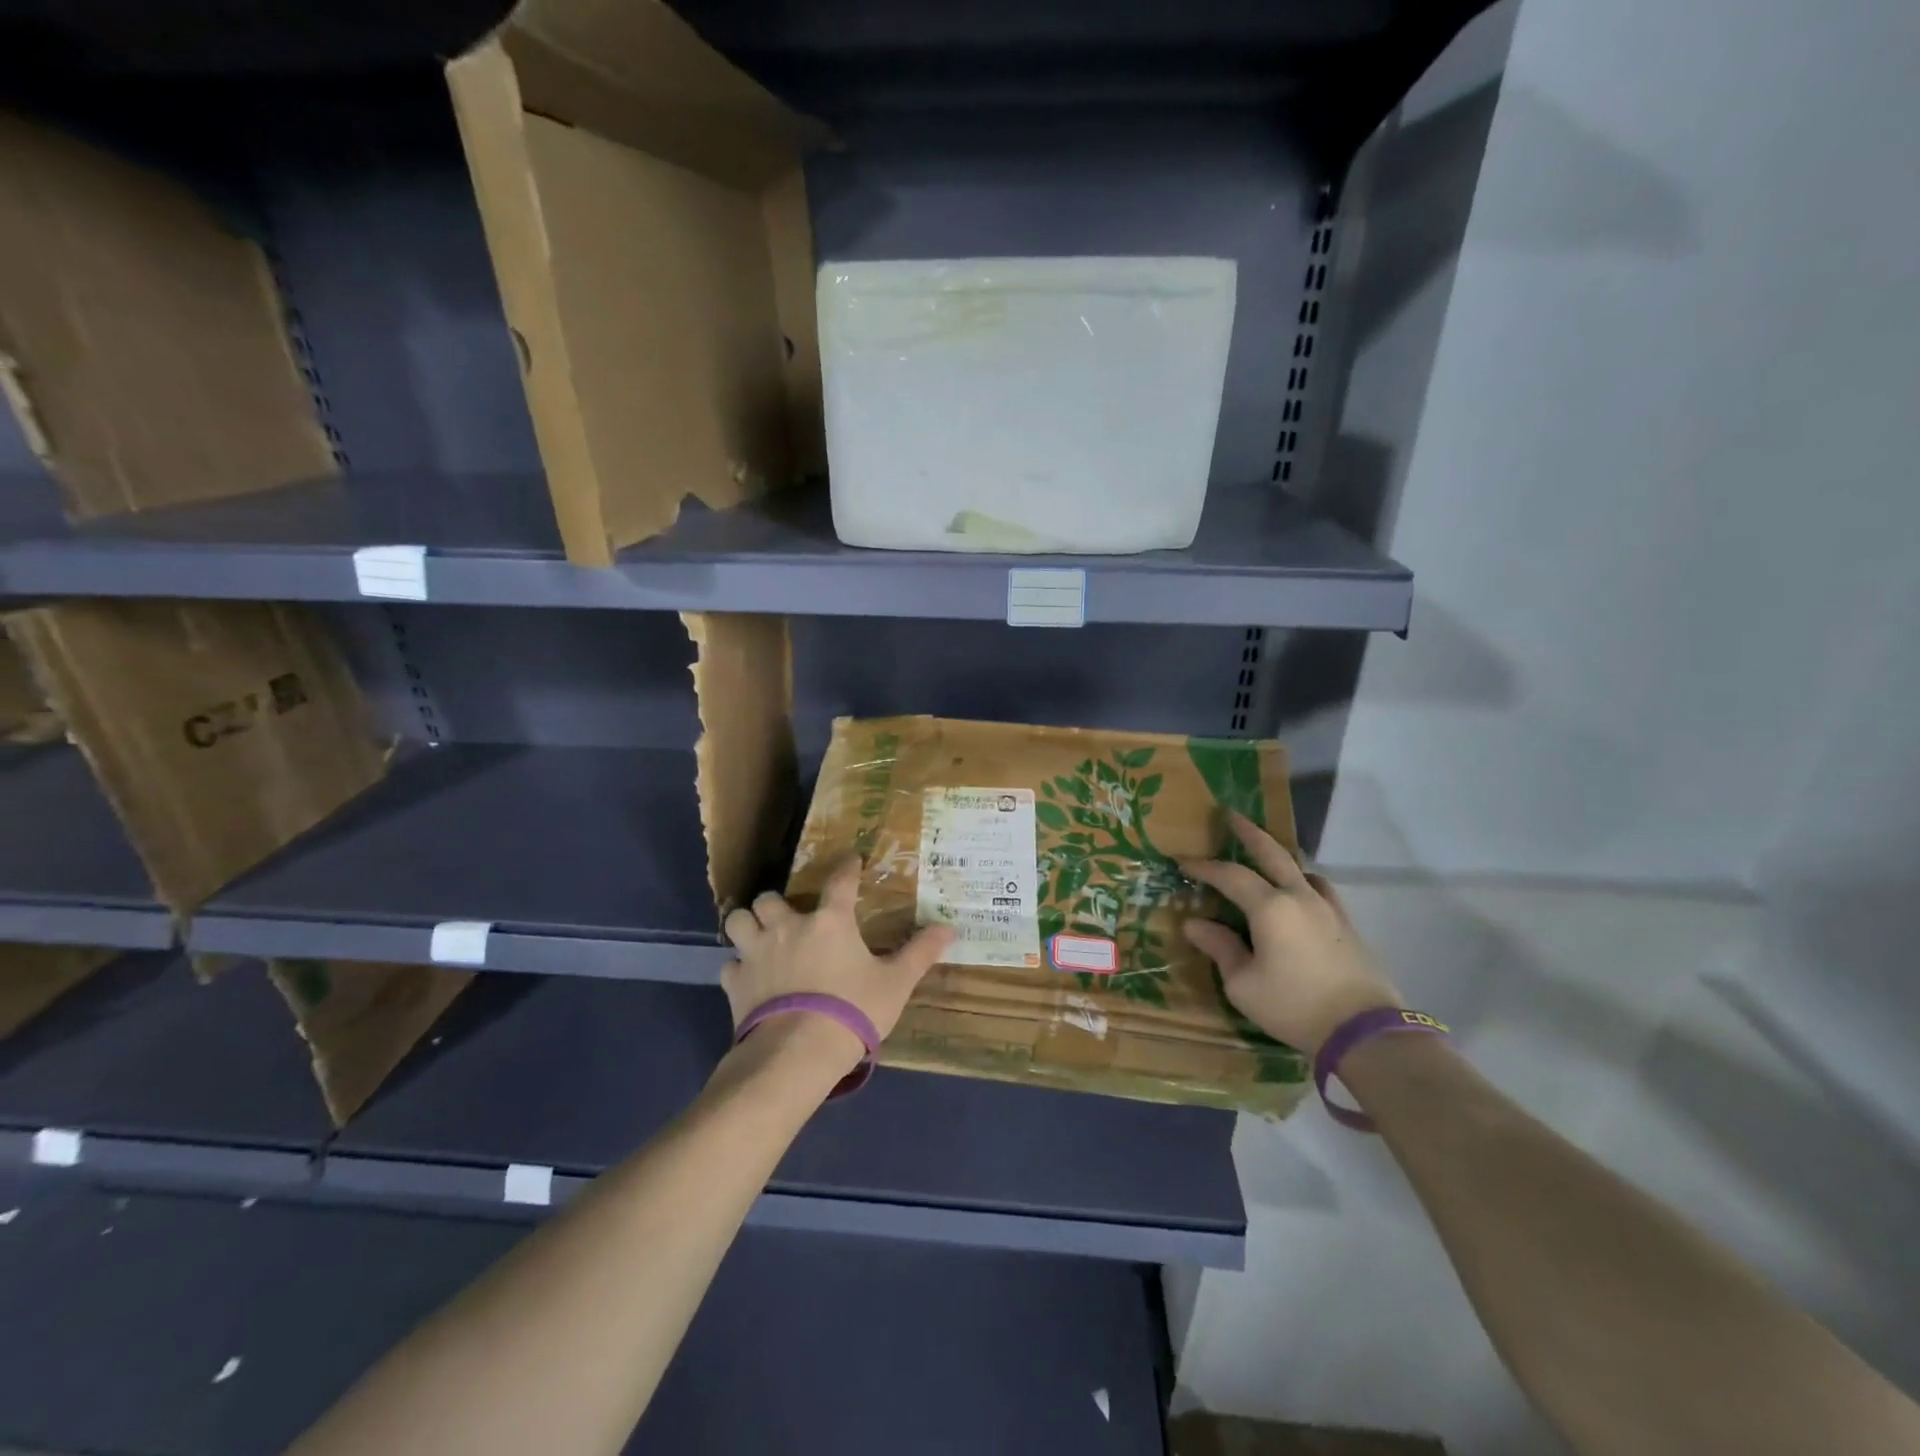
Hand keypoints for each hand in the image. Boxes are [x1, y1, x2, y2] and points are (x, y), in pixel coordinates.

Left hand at [720, 858, 955, 1075]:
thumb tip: (950, 928)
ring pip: (739, 921)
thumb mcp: (895, 983)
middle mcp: (788, 927)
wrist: (797, 1054)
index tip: (850, 859)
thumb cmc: (852, 1011)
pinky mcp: (735, 983)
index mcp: (830, 921)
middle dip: (777, 904)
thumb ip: (920, 953)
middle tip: (789, 918)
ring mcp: (757, 953)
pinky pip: (730, 965)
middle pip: (770, 898)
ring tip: (760, 938)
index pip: (840, 881)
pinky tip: (750, 980)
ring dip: (748, 925)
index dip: (846, 867)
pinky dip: (739, 968)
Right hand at [1180, 812, 1402, 1056]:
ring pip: (1300, 868)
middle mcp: (1299, 896)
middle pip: (1271, 852)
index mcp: (1269, 907)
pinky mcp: (1346, 924)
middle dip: (1248, 832)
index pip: (1230, 875)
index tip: (1182, 862)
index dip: (1204, 867)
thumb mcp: (1243, 985)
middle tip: (1230, 814)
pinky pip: (1319, 889)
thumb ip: (1220, 949)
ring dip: (1278, 855)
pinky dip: (1303, 881)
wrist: (1364, 1030)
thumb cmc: (1294, 1006)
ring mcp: (1328, 908)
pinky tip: (1300, 893)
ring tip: (1265, 856)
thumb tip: (1195, 924)